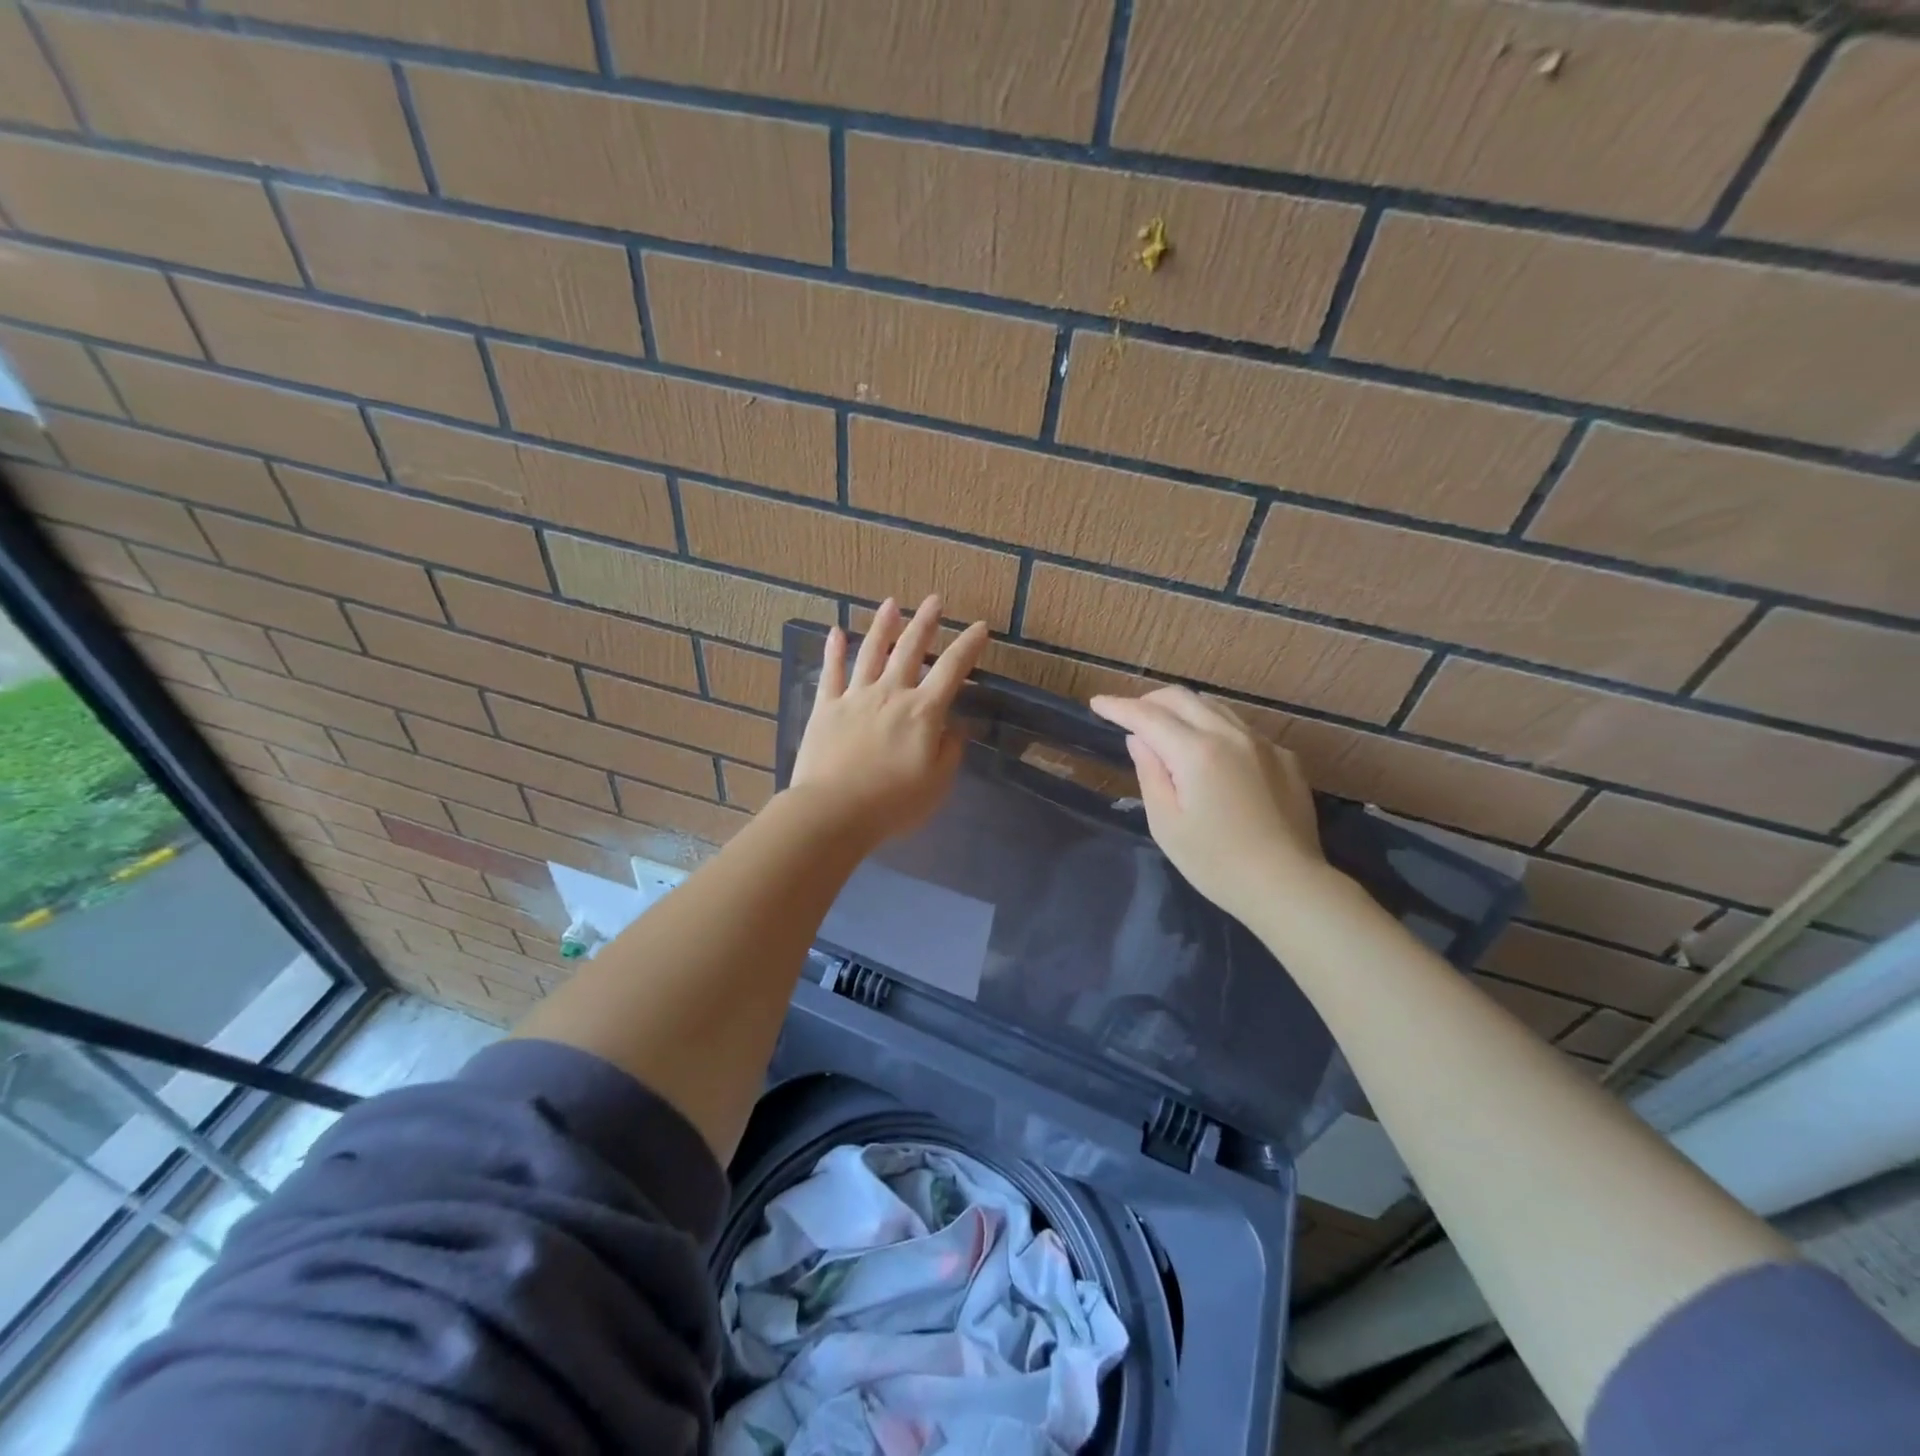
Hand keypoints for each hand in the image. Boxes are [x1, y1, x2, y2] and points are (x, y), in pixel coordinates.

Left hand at [788, 596, 988, 845]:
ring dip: (883, 626)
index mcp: (923, 712)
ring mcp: (855, 697)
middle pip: (910, 650)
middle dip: (925, 623)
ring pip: (871, 652)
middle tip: (934, 600)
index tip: (979, 627)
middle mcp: (891, 694)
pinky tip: (836, 631)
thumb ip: (950, 750)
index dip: (968, 646)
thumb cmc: (893, 803)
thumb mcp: (937, 783)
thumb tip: (956, 726)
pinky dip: (834, 650)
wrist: (834, 811)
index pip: (952, 670)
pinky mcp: (826, 708)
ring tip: (891, 604)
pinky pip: (831, 673)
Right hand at [1090, 686, 1327, 923]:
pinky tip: (1211, 755)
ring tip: (1165, 729)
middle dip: (1149, 700)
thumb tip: (1139, 740)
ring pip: (1215, 708)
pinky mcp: (1285, 759)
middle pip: (1182, 698)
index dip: (1119, 707)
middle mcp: (1231, 735)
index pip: (1148, 716)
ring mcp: (1264, 744)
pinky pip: (1241, 729)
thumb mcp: (1166, 823)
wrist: (1287, 886)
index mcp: (1196, 751)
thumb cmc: (1215, 862)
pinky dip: (1215, 729)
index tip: (1097, 703)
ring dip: (1183, 710)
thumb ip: (1150, 773)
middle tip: (1128, 715)